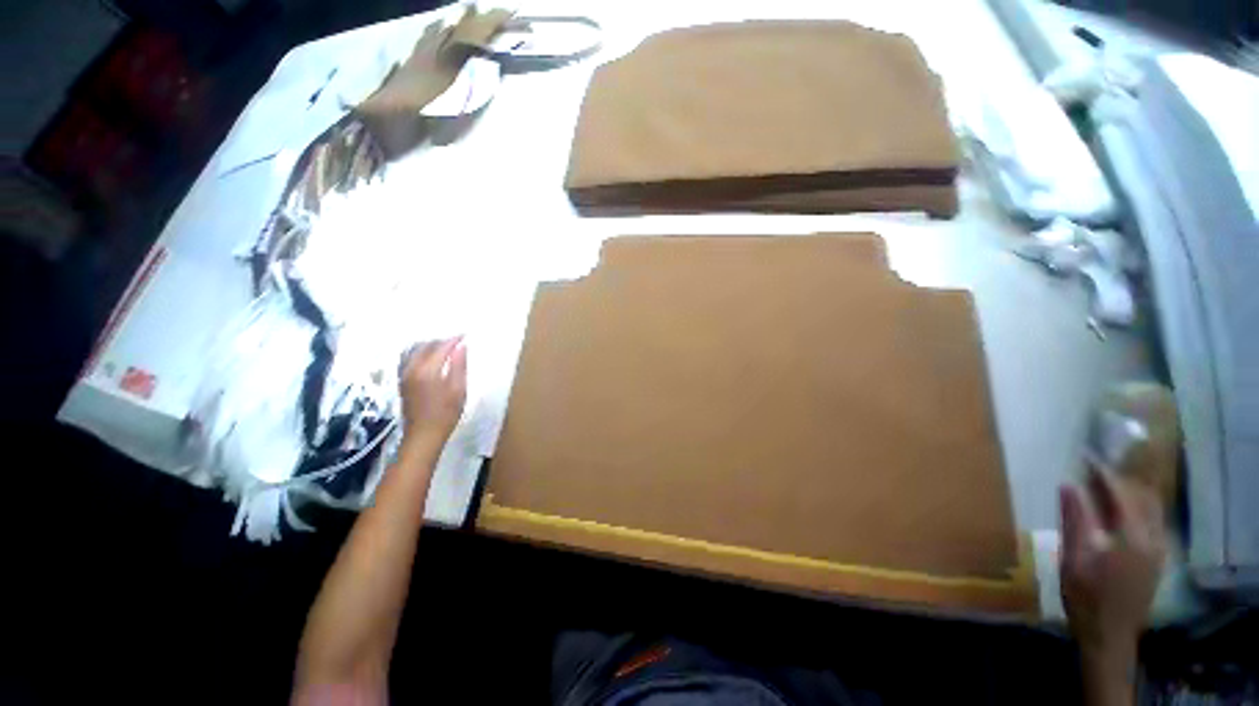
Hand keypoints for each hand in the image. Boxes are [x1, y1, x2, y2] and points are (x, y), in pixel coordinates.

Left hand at [400, 337, 467, 447]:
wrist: (423, 435)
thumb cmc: (446, 414)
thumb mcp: (459, 390)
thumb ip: (459, 366)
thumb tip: (462, 347)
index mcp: (428, 370)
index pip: (441, 347)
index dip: (454, 340)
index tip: (465, 335)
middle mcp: (412, 368)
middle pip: (426, 346)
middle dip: (442, 341)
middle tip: (457, 341)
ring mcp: (404, 374)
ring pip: (415, 351)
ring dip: (430, 345)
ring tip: (446, 348)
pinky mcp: (402, 381)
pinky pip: (409, 358)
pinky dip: (421, 353)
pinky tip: (431, 358)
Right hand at [1059, 466, 1165, 655]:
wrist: (1109, 636)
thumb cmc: (1085, 598)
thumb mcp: (1072, 560)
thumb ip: (1074, 521)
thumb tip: (1068, 485)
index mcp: (1131, 538)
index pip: (1121, 494)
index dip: (1103, 473)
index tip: (1086, 456)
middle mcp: (1152, 539)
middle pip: (1143, 497)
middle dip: (1120, 479)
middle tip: (1094, 469)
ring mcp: (1159, 550)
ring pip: (1153, 509)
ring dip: (1132, 492)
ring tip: (1106, 485)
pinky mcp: (1158, 558)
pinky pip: (1154, 521)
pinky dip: (1139, 507)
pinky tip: (1121, 511)